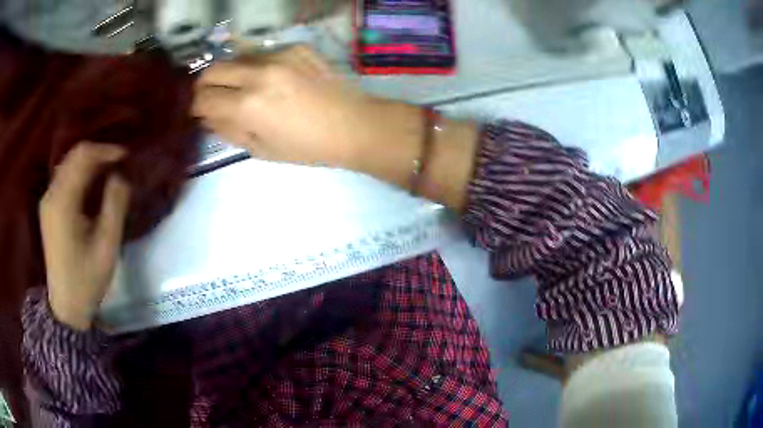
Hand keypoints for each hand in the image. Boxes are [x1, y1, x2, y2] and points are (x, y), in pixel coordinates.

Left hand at [40, 143, 130, 330]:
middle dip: (98, 154)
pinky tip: (90, 185)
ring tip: (107, 172)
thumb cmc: (87, 279)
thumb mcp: (107, 245)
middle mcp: (51, 194)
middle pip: (74, 156)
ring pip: (68, 164)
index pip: (83, 156)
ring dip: (89, 163)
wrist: (67, 306)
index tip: (126, 157)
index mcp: (63, 201)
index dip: (106, 150)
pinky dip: (79, 173)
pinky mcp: (47, 208)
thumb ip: (115, 205)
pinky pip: (63, 177)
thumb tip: (121, 175)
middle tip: (118, 164)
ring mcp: (47, 201)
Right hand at [193, 45, 422, 171]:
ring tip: (243, 90)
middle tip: (210, 97)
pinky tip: (273, 80)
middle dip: (204, 85)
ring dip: (231, 74)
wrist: (353, 125)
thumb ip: (227, 130)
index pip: (202, 100)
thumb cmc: (307, 147)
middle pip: (212, 70)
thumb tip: (206, 116)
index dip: (195, 107)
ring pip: (236, 59)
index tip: (198, 112)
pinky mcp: (296, 47)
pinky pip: (264, 54)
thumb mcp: (260, 149)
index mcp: (247, 106)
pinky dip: (258, 67)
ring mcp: (279, 55)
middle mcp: (258, 74)